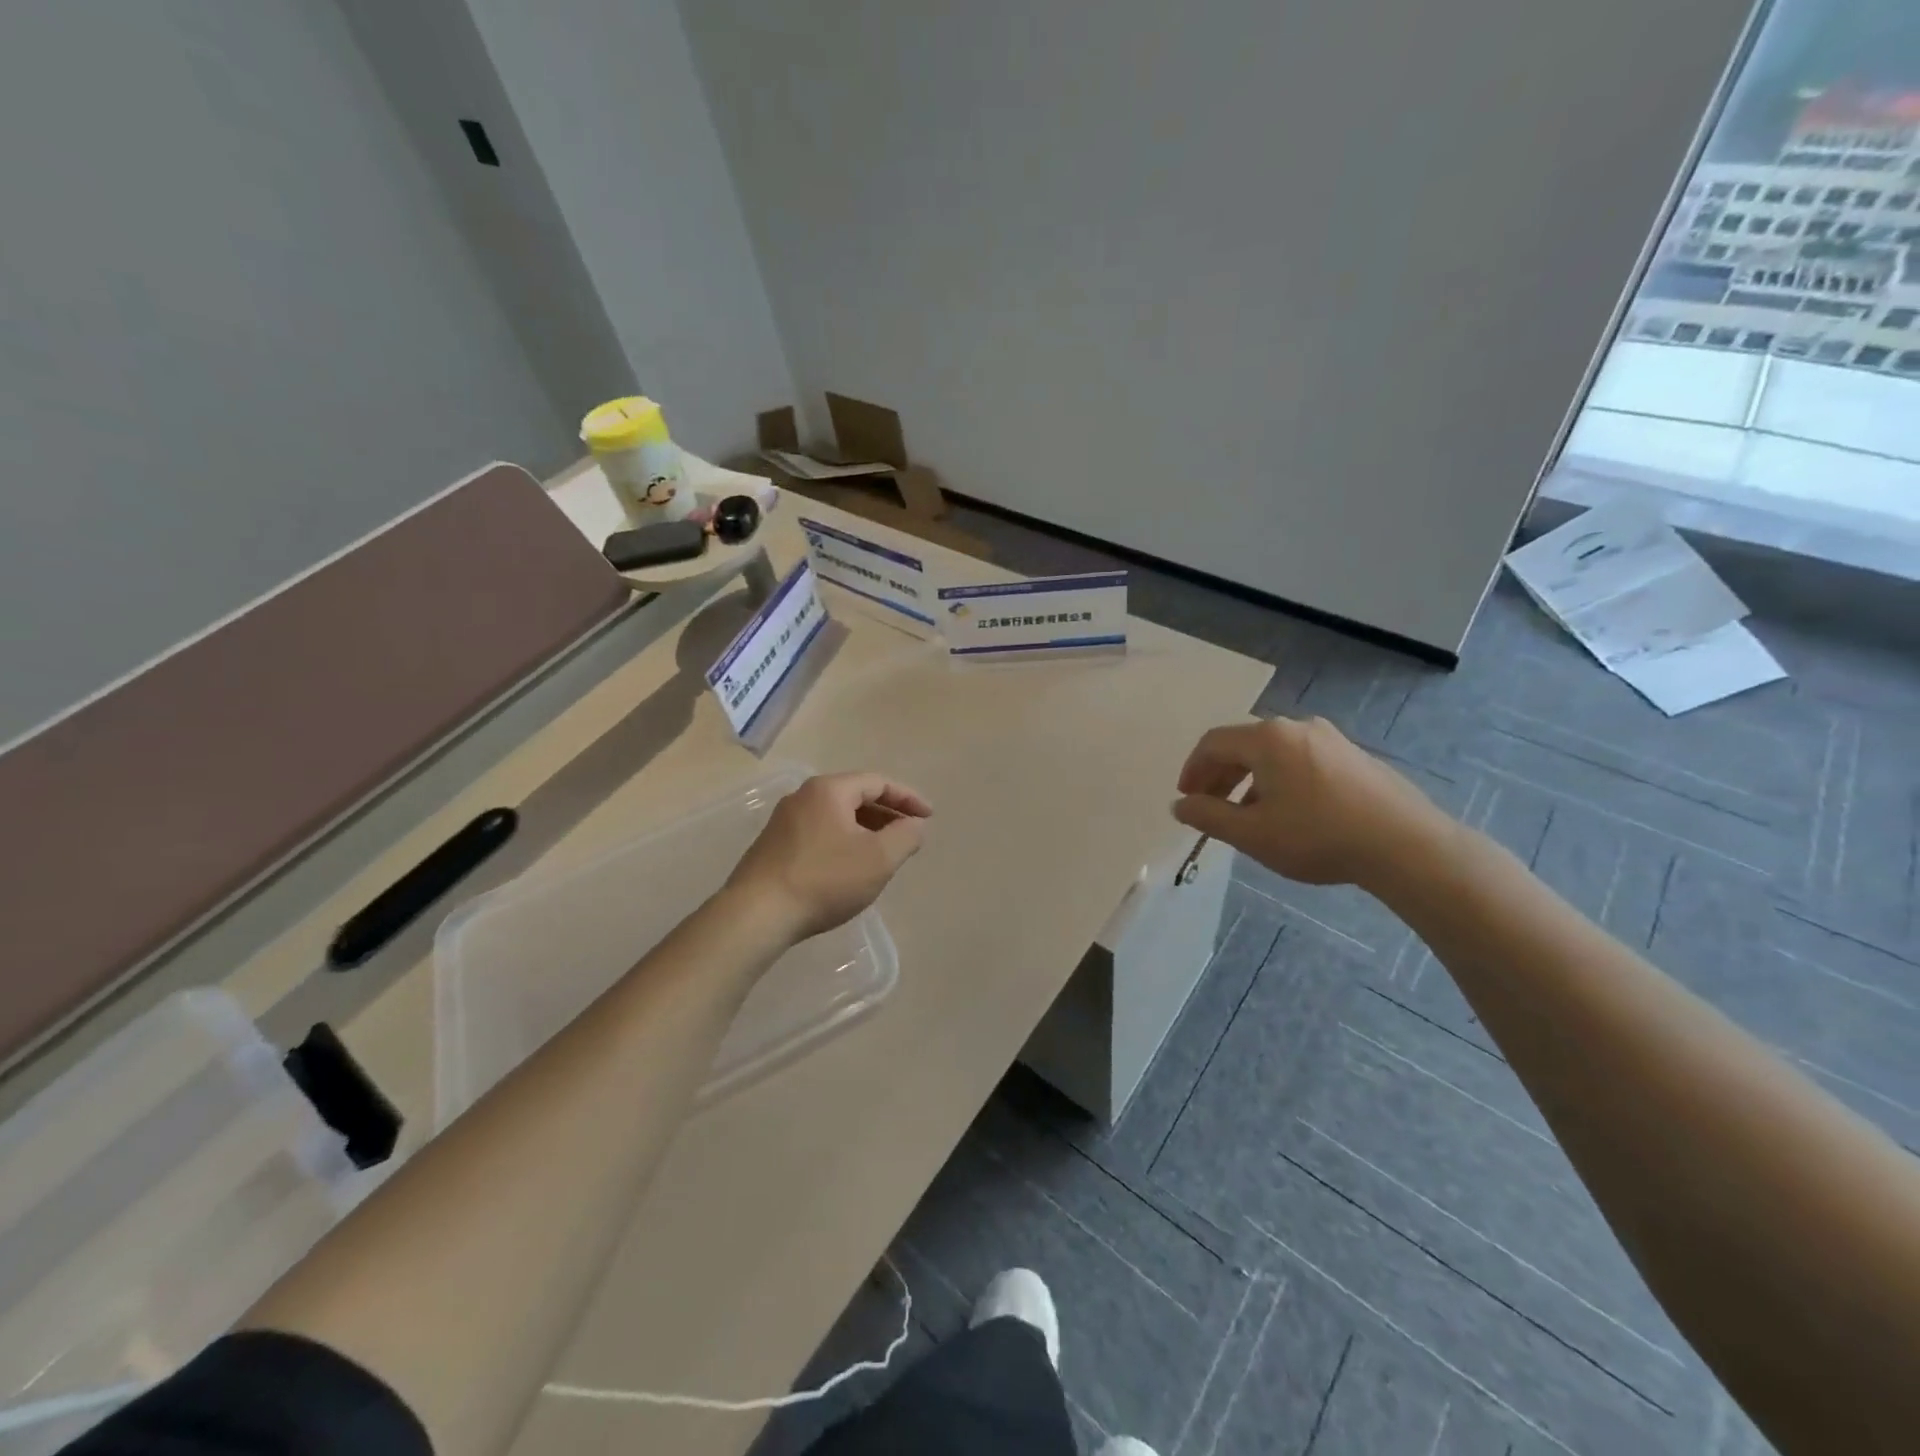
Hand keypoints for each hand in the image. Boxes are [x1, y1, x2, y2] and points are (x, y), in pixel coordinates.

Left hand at [724, 773, 931, 942]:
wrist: (757, 915)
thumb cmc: (824, 880)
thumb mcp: (878, 859)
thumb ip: (905, 836)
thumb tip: (915, 825)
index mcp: (829, 790)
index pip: (878, 782)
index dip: (907, 798)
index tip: (929, 816)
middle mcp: (803, 796)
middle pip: (855, 796)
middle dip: (886, 814)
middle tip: (908, 835)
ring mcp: (783, 821)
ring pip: (836, 816)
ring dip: (865, 829)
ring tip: (884, 852)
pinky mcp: (773, 846)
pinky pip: (819, 833)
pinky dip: (843, 841)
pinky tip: (849, 868)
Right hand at [1172, 717, 1455, 888]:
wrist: (1405, 845)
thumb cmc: (1318, 836)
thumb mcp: (1252, 833)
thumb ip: (1208, 816)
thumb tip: (1180, 805)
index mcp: (1267, 738)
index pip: (1213, 743)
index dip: (1192, 770)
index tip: (1186, 799)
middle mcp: (1296, 727)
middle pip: (1243, 744)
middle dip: (1219, 775)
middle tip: (1209, 806)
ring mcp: (1330, 739)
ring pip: (1273, 753)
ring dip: (1249, 779)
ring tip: (1246, 815)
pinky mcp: (1354, 756)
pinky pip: (1301, 760)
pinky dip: (1280, 780)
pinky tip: (1288, 813)